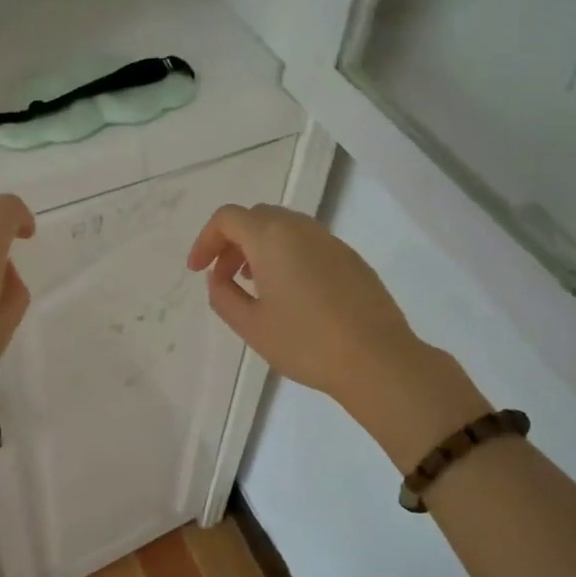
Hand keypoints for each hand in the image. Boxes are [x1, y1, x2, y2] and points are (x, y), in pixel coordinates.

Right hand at [186, 204, 486, 469]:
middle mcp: (302, 229)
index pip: (228, 218)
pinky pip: (308, 243)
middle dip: (232, 242)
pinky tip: (290, 293)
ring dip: (260, 248)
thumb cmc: (306, 342)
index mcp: (272, 237)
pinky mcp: (351, 259)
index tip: (198, 271)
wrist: (377, 359)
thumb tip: (219, 278)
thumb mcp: (251, 325)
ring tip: (254, 285)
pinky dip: (287, 255)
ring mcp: (331, 241)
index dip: (205, 240)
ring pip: (284, 228)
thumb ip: (223, 296)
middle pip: (256, 217)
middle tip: (223, 277)